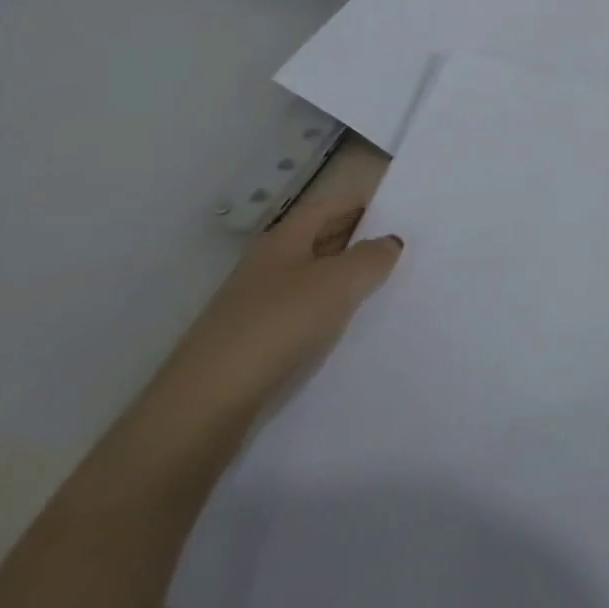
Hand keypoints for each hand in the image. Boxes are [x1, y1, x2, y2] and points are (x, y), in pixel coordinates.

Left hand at [133, 193, 402, 458]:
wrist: (207, 404)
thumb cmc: (277, 326)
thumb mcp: (336, 284)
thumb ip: (370, 258)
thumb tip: (390, 241)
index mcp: (284, 239)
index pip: (329, 206)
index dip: (362, 203)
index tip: (399, 209)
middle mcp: (268, 264)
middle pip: (319, 239)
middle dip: (357, 239)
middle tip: (402, 247)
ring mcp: (257, 304)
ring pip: (311, 278)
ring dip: (344, 278)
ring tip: (384, 287)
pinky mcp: (253, 342)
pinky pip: (301, 313)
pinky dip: (327, 312)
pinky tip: (347, 328)